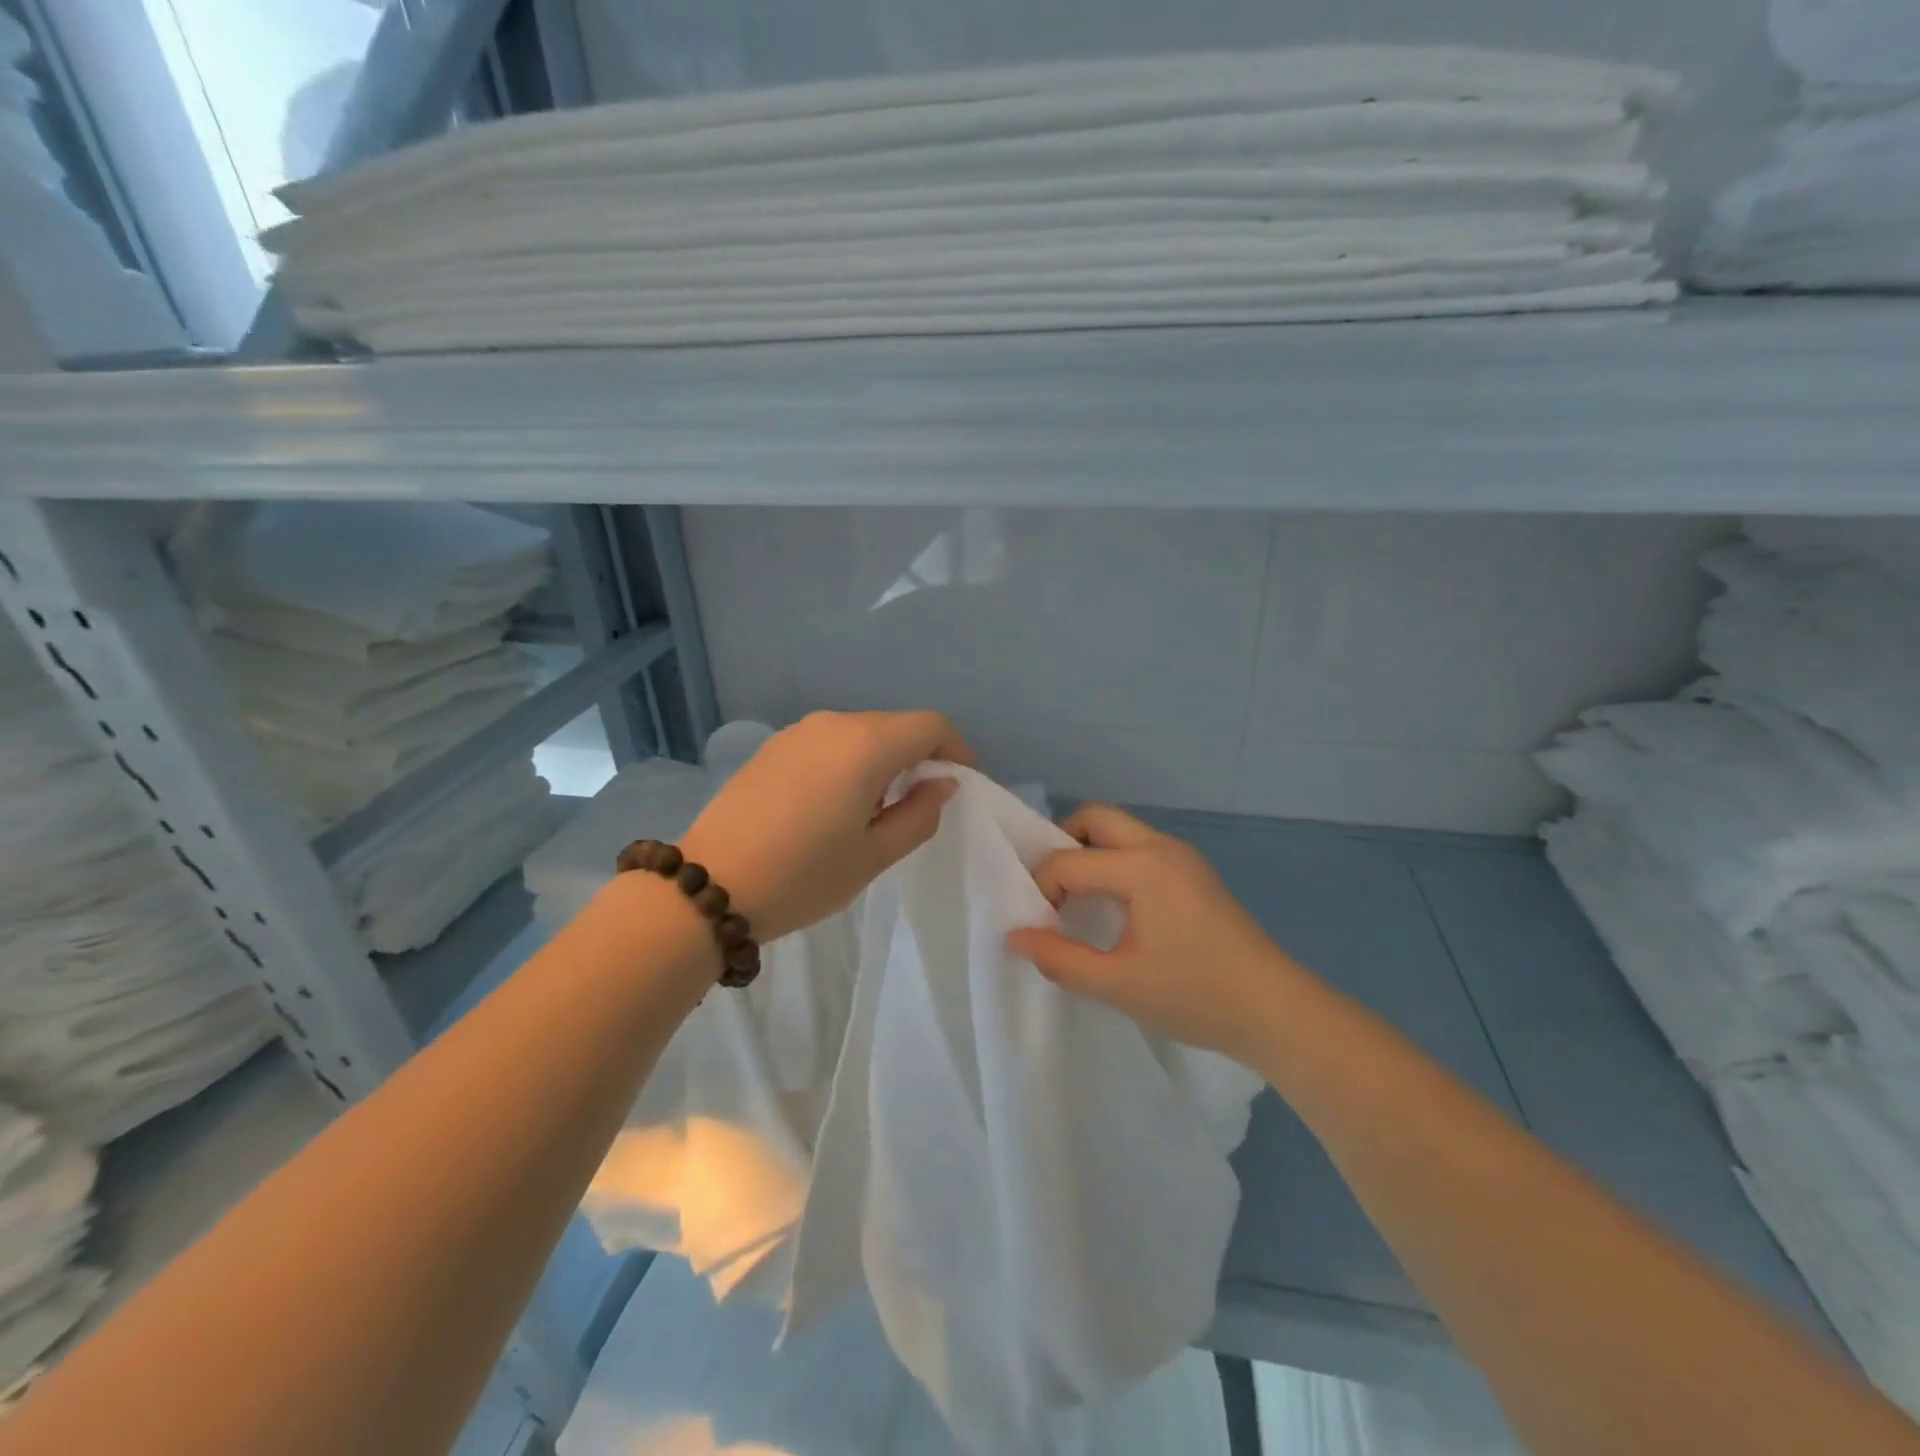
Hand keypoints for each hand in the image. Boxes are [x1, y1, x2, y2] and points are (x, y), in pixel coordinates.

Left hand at [679, 710, 972, 941]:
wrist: (709, 887)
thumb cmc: (804, 875)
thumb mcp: (875, 855)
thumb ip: (919, 813)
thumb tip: (940, 783)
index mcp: (866, 744)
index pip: (931, 725)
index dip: (955, 750)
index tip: (957, 786)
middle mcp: (833, 724)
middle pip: (895, 726)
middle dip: (918, 757)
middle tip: (918, 805)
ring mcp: (797, 732)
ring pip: (860, 734)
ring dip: (881, 761)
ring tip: (873, 810)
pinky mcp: (771, 748)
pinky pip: (827, 743)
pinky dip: (847, 763)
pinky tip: (832, 805)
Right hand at [1007, 805, 1303, 1064]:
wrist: (1277, 1011)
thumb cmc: (1195, 996)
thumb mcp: (1118, 985)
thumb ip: (1060, 959)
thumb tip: (1015, 936)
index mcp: (1142, 867)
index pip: (1069, 861)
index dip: (1042, 890)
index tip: (1037, 926)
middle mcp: (1161, 847)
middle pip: (1096, 818)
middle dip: (1063, 844)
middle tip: (1051, 891)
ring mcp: (1183, 857)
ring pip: (1121, 831)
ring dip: (1091, 852)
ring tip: (1077, 900)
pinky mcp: (1195, 873)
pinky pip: (1141, 849)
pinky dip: (1115, 863)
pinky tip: (1116, 907)